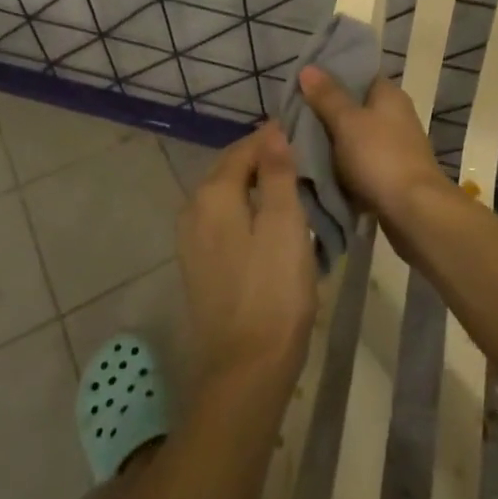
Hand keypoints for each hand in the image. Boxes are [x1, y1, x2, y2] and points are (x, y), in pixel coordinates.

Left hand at [177, 125, 318, 392]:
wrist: (245, 368)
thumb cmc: (273, 291)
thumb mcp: (285, 224)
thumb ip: (278, 172)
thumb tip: (272, 130)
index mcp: (213, 193)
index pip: (245, 147)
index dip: (274, 138)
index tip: (306, 135)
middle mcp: (193, 208)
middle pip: (230, 169)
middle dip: (263, 159)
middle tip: (303, 159)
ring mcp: (191, 239)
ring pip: (226, 195)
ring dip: (255, 186)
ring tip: (292, 188)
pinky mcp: (197, 265)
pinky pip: (223, 220)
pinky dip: (246, 210)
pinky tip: (269, 223)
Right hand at [297, 68, 452, 225]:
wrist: (414, 212)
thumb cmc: (380, 158)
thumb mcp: (347, 122)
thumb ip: (327, 96)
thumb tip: (308, 67)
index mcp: (389, 95)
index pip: (357, 75)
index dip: (330, 77)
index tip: (301, 85)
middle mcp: (396, 115)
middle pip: (355, 106)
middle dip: (326, 112)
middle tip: (292, 116)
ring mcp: (395, 146)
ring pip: (355, 136)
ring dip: (333, 141)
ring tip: (298, 143)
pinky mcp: (391, 173)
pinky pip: (360, 161)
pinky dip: (343, 165)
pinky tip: (320, 170)